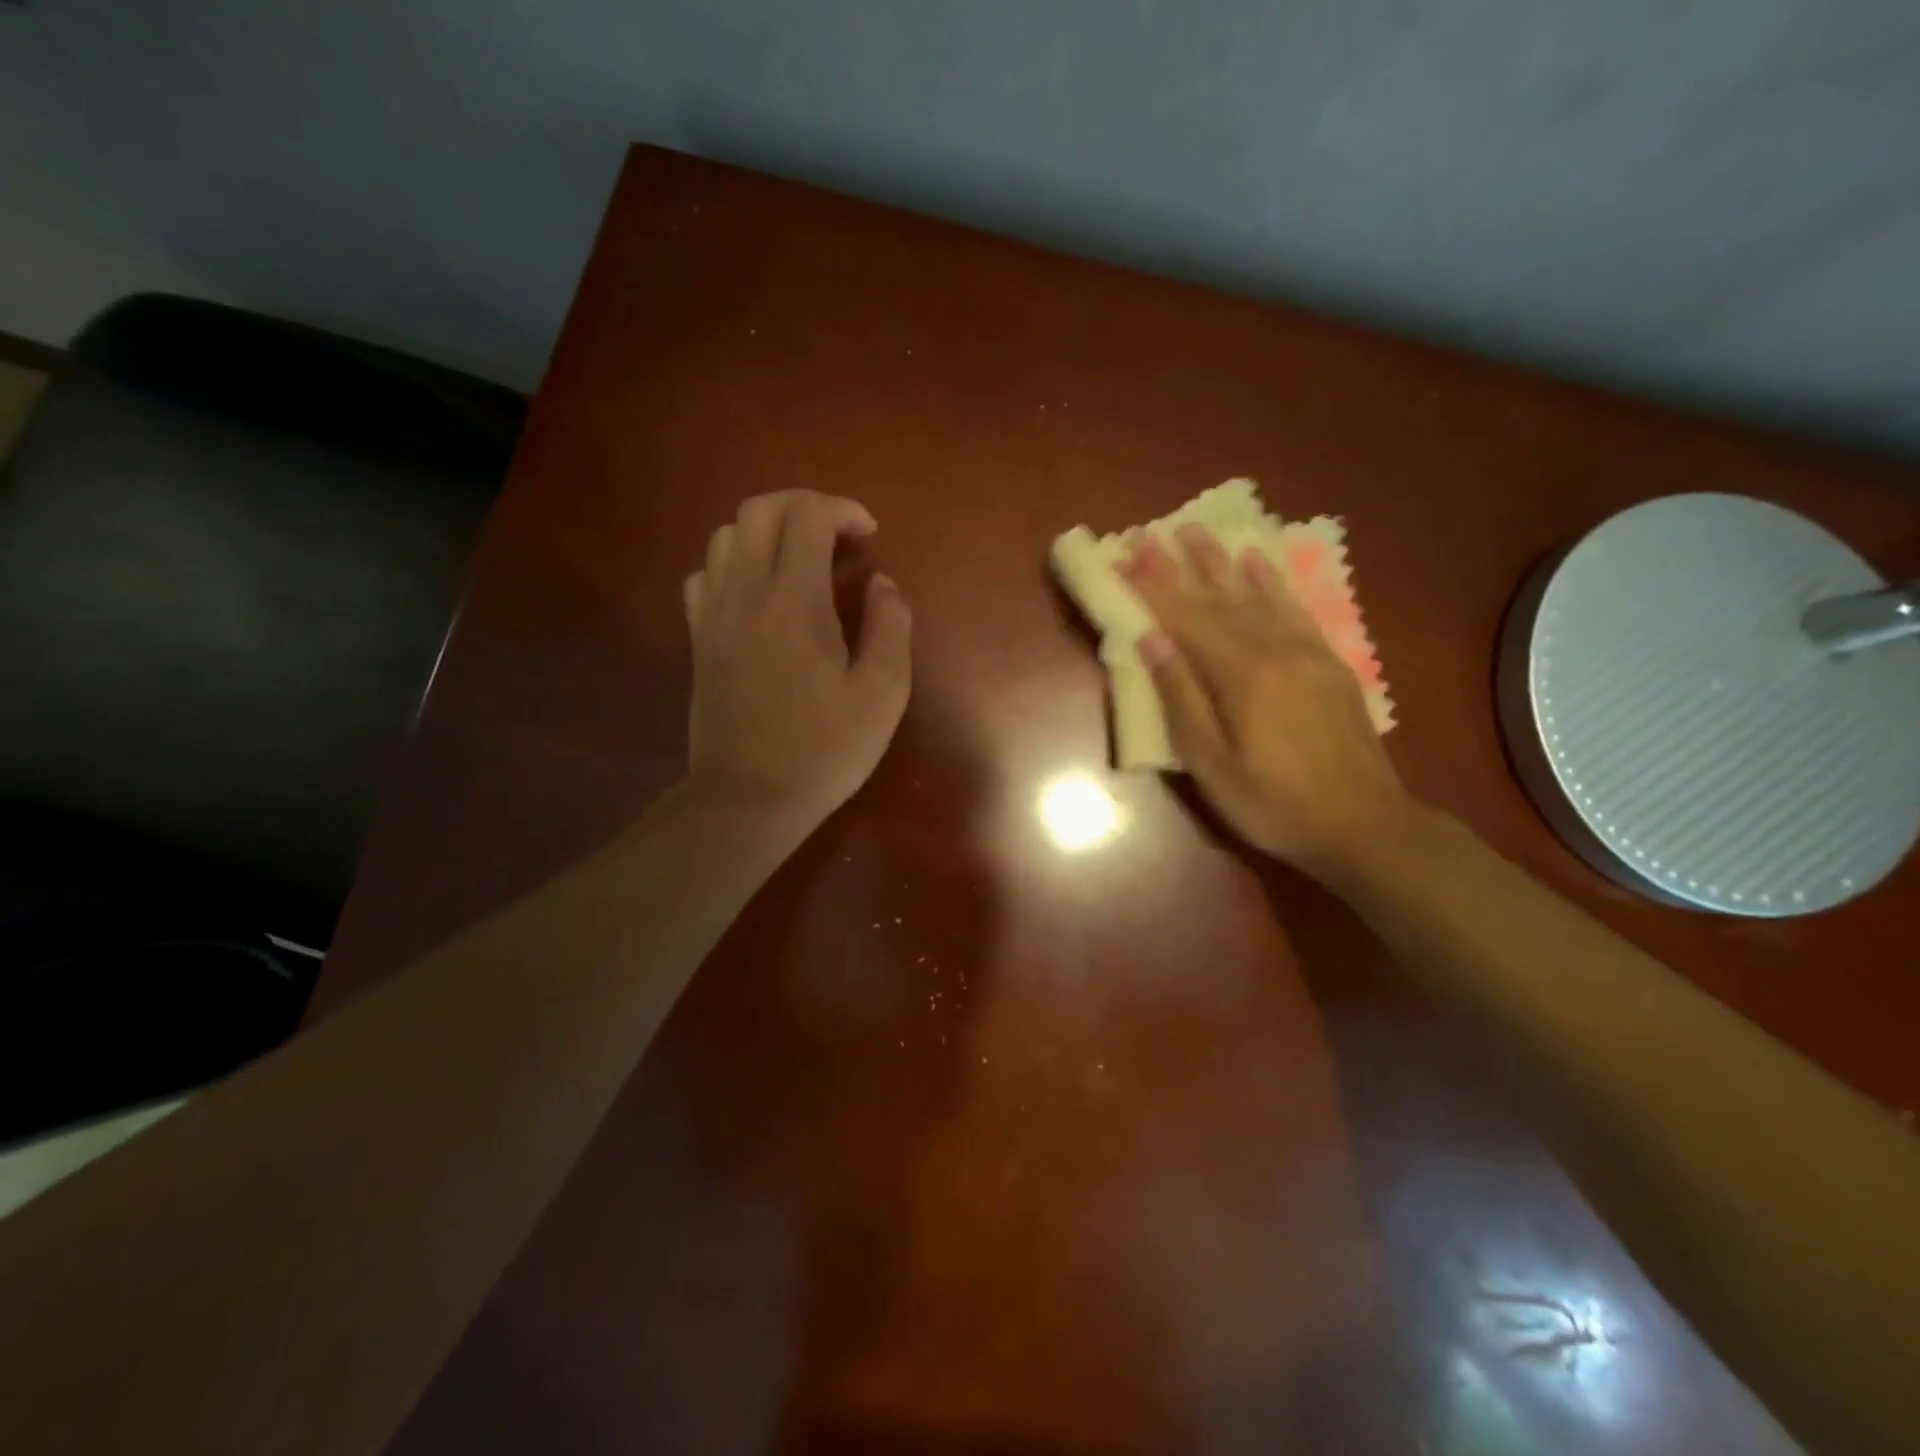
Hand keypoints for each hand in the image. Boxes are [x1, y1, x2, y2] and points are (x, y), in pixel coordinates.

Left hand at [683, 491, 911, 833]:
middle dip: (803, 506)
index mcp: (795, 601)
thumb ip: (890, 627)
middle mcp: (745, 593)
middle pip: (759, 510)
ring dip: (767, 531)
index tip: (869, 535)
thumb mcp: (883, 694)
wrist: (748, 799)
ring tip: (800, 559)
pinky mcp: (698, 640)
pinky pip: (704, 575)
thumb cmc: (824, 750)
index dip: (842, 510)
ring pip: (725, 536)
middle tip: (837, 535)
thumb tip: (882, 584)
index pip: (807, 517)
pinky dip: (733, 565)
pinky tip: (758, 593)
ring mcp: (713, 615)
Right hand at [1121, 524, 1411, 874]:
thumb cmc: (1274, 804)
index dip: (1153, 588)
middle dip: (1179, 566)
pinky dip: (1272, 581)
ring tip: (1195, 529)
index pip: (1186, 620)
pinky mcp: (1328, 662)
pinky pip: (1296, 609)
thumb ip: (1183, 699)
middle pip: (1217, 600)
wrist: (1364, 825)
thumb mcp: (1212, 765)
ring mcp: (1307, 652)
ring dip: (1221, 561)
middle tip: (1150, 533)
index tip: (1127, 555)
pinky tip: (1257, 560)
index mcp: (1242, 676)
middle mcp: (1275, 650)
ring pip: (1255, 596)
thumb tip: (1152, 641)